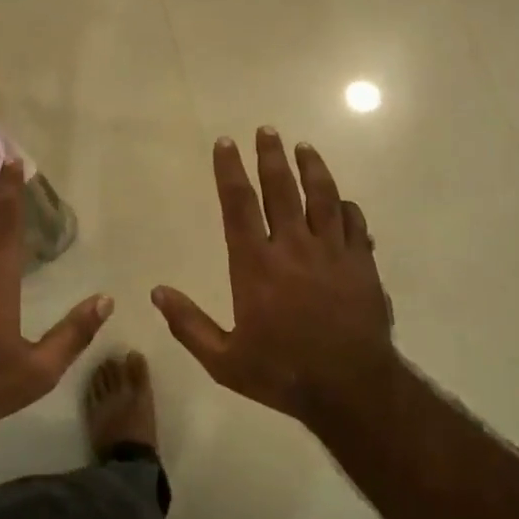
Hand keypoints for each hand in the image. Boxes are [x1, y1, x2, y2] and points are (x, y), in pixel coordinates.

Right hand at [153, 129, 395, 421]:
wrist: (351, 388)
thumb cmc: (283, 373)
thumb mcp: (224, 360)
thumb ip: (188, 324)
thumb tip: (157, 292)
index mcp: (256, 264)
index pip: (239, 204)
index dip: (230, 170)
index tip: (226, 143)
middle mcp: (293, 247)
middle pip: (282, 189)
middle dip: (271, 156)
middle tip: (267, 130)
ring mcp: (332, 252)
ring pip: (322, 196)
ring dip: (312, 168)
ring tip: (305, 147)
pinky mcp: (361, 264)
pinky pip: (354, 223)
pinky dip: (346, 207)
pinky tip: (342, 200)